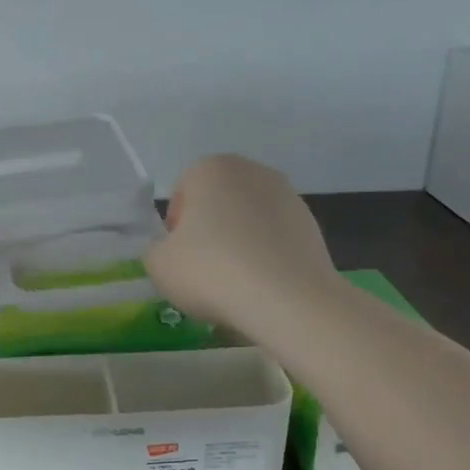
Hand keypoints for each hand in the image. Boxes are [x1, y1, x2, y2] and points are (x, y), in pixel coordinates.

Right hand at [144, 155, 335, 330]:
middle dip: (209, 231)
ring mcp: (289, 197)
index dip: (175, 228)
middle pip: (218, 203)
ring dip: (238, 244)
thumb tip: (173, 251)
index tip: (179, 257)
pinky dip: (266, 257)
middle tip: (203, 270)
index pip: (182, 192)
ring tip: (235, 284)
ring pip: (248, 221)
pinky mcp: (313, 226)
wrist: (288, 300)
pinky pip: (275, 239)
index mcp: (211, 168)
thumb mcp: (158, 264)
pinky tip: (262, 288)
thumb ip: (156, 250)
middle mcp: (252, 171)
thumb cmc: (212, 271)